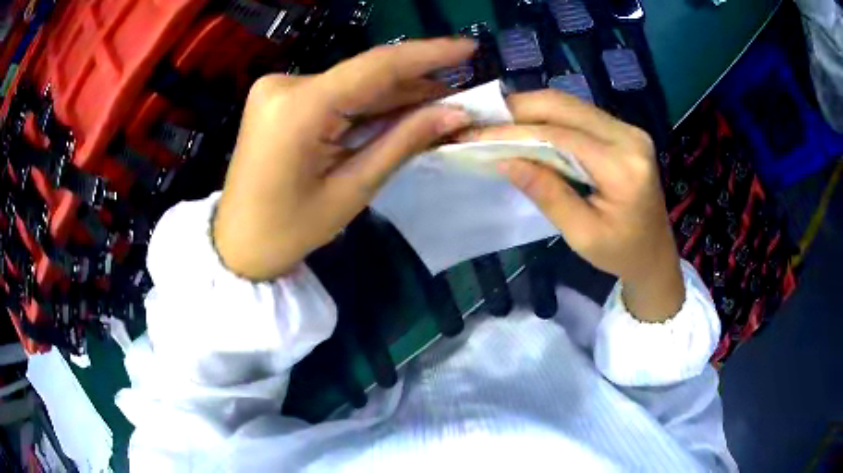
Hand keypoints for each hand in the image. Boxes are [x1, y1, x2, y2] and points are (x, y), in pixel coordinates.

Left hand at [213, 39, 476, 280]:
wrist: (238, 242)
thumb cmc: (291, 229)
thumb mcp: (353, 189)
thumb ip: (403, 141)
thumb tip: (455, 114)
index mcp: (299, 108)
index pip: (376, 67)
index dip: (428, 54)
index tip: (468, 47)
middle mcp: (285, 85)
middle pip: (365, 75)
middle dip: (416, 84)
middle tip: (461, 95)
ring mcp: (279, 88)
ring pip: (352, 83)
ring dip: (395, 94)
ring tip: (439, 105)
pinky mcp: (280, 97)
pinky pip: (335, 93)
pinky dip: (367, 103)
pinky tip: (399, 110)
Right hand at [459, 91, 683, 321]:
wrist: (655, 254)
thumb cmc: (621, 253)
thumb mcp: (582, 234)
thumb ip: (547, 194)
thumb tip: (505, 161)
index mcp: (623, 167)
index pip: (560, 136)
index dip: (515, 133)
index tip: (475, 136)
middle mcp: (629, 136)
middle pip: (565, 106)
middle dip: (519, 108)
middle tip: (482, 119)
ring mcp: (628, 130)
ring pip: (570, 104)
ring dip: (531, 109)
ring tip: (497, 121)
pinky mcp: (623, 131)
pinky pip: (579, 114)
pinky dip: (548, 116)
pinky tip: (526, 125)